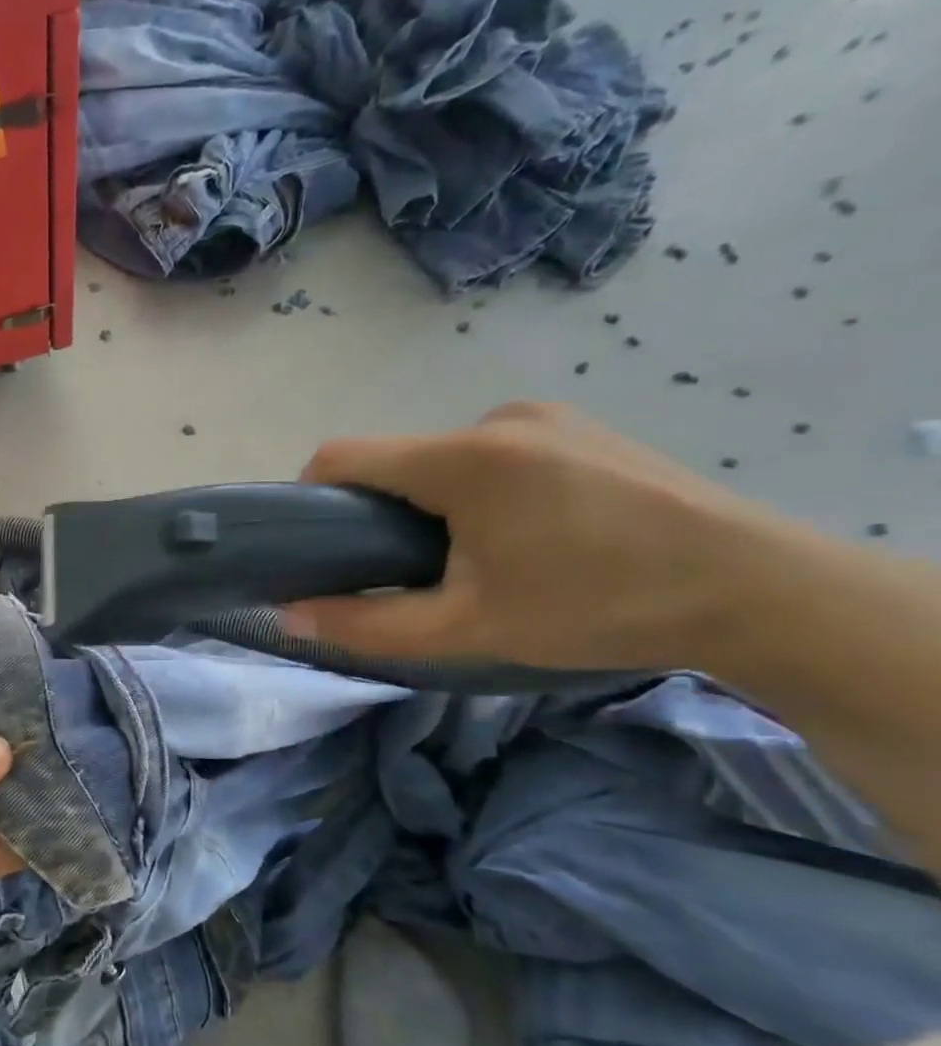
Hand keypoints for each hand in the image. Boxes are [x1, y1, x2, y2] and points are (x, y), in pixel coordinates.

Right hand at [285, 402, 786, 670]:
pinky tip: (522, 533)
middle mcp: (497, 419)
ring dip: (431, 503)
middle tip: (409, 572)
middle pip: (394, 460)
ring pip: (441, 458)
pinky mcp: (577, 426)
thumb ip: (367, 624)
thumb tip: (287, 618)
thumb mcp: (468, 628)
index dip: (310, 497)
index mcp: (466, 458)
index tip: (320, 547)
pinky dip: (477, 490)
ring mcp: (544, 416)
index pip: (342, 455)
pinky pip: (490, 452)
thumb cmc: (598, 607)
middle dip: (380, 512)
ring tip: (473, 558)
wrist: (757, 591)